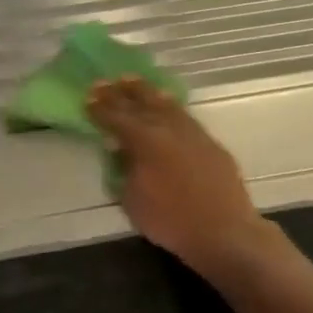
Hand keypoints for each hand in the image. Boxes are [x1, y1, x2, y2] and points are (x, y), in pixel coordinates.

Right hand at [86, 78, 273, 276]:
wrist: (223, 231)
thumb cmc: (171, 221)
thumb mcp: (133, 201)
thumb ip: (125, 171)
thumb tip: (122, 152)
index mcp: (145, 141)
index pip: (117, 119)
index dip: (100, 108)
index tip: (88, 97)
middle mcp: (169, 129)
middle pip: (142, 104)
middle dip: (122, 93)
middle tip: (107, 82)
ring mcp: (193, 134)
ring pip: (167, 105)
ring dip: (148, 93)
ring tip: (135, 82)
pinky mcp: (211, 143)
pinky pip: (185, 117)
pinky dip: (171, 107)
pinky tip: (168, 107)